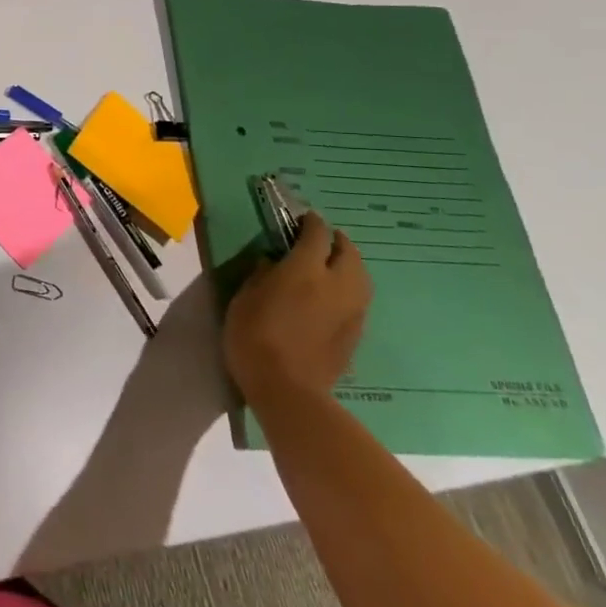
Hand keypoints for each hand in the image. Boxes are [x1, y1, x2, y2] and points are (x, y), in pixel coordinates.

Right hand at [222, 213, 371, 402]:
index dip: (310, 222)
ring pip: (361, 276)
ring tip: (331, 265)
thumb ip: (263, 274)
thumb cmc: (254, 336)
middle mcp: (336, 284)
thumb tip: (275, 263)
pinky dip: (349, 288)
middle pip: (349, 252)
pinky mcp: (356, 331)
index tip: (302, 218)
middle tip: (321, 239)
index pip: (316, 234)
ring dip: (349, 264)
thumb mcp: (244, 297)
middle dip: (337, 241)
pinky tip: (333, 295)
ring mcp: (352, 309)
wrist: (287, 388)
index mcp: (305, 269)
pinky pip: (358, 298)